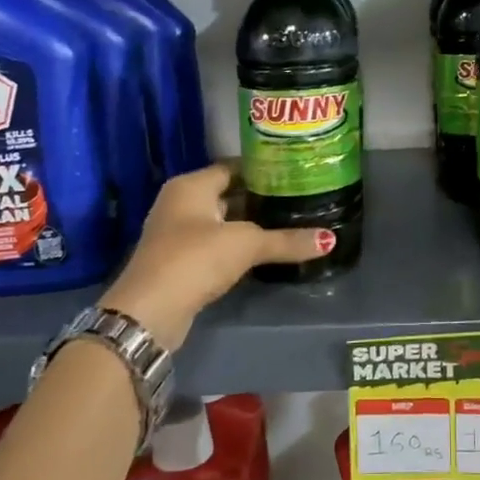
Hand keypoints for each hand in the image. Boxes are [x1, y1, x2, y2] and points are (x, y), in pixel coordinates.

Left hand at [102, 163, 331, 349]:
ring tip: (291, 220)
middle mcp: (181, 202)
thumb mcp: (246, 245)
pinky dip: (240, 244)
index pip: (234, 166)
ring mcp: (179, 233)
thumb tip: (330, 239)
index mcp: (191, 186)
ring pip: (224, 220)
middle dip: (262, 196)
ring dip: (252, 222)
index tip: (296, 172)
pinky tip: (266, 249)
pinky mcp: (182, 260)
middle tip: (300, 197)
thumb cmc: (195, 260)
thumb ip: (286, 240)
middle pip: (229, 192)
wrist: (149, 312)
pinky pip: (218, 243)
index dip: (264, 168)